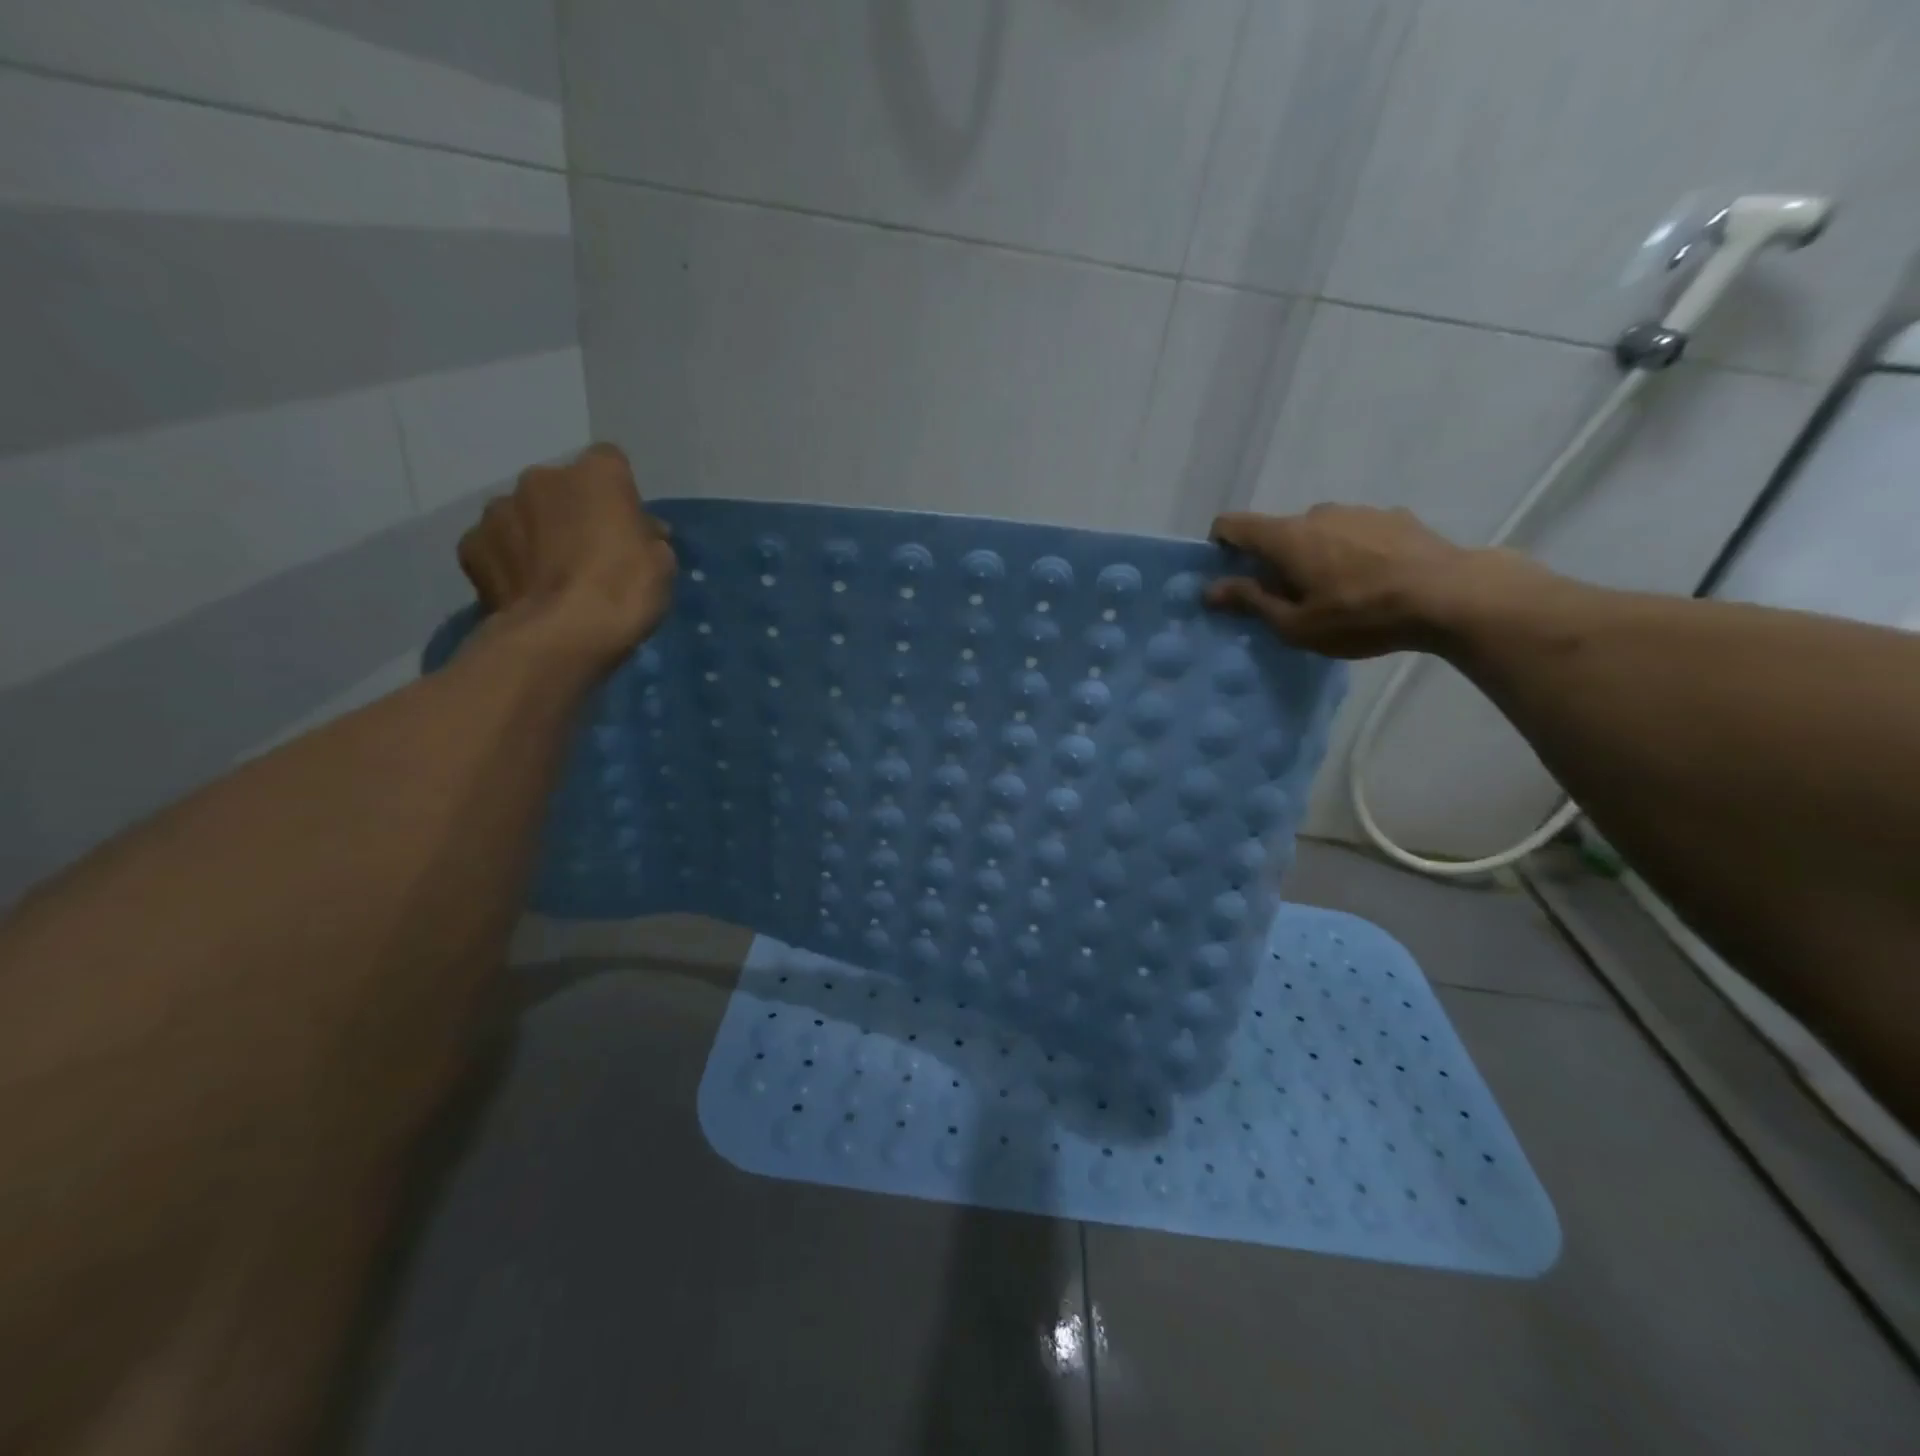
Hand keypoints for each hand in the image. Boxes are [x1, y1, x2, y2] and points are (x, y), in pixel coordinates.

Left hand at [457, 443, 676, 668]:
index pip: (611, 463)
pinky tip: (525, 591)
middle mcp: (541, 478)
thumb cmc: (625, 593)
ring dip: (537, 534)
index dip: (619, 494)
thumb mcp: (662, 564)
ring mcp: (499, 509)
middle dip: (573, 513)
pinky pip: (496, 546)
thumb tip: (639, 533)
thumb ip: (646, 537)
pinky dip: (509, 562)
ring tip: (552, 578)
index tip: (627, 526)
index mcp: (597, 475)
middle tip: (589, 556)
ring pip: (524, 514)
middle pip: (562, 488)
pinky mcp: (471, 545)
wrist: (562, 636)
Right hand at [1206, 505, 1524, 658]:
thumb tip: (1210, 589)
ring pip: (1319, 531)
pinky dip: (1350, 552)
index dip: (1220, 546)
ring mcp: (1358, 511)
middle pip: (1278, 532)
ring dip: (1314, 555)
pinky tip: (1373, 581)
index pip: (1232, 524)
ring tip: (1337, 593)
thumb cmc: (1360, 616)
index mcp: (1286, 537)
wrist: (1450, 595)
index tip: (1228, 576)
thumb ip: (1250, 602)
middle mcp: (1317, 512)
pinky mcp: (1394, 517)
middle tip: (1289, 600)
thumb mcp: (1296, 625)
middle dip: (1273, 561)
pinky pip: (1355, 533)